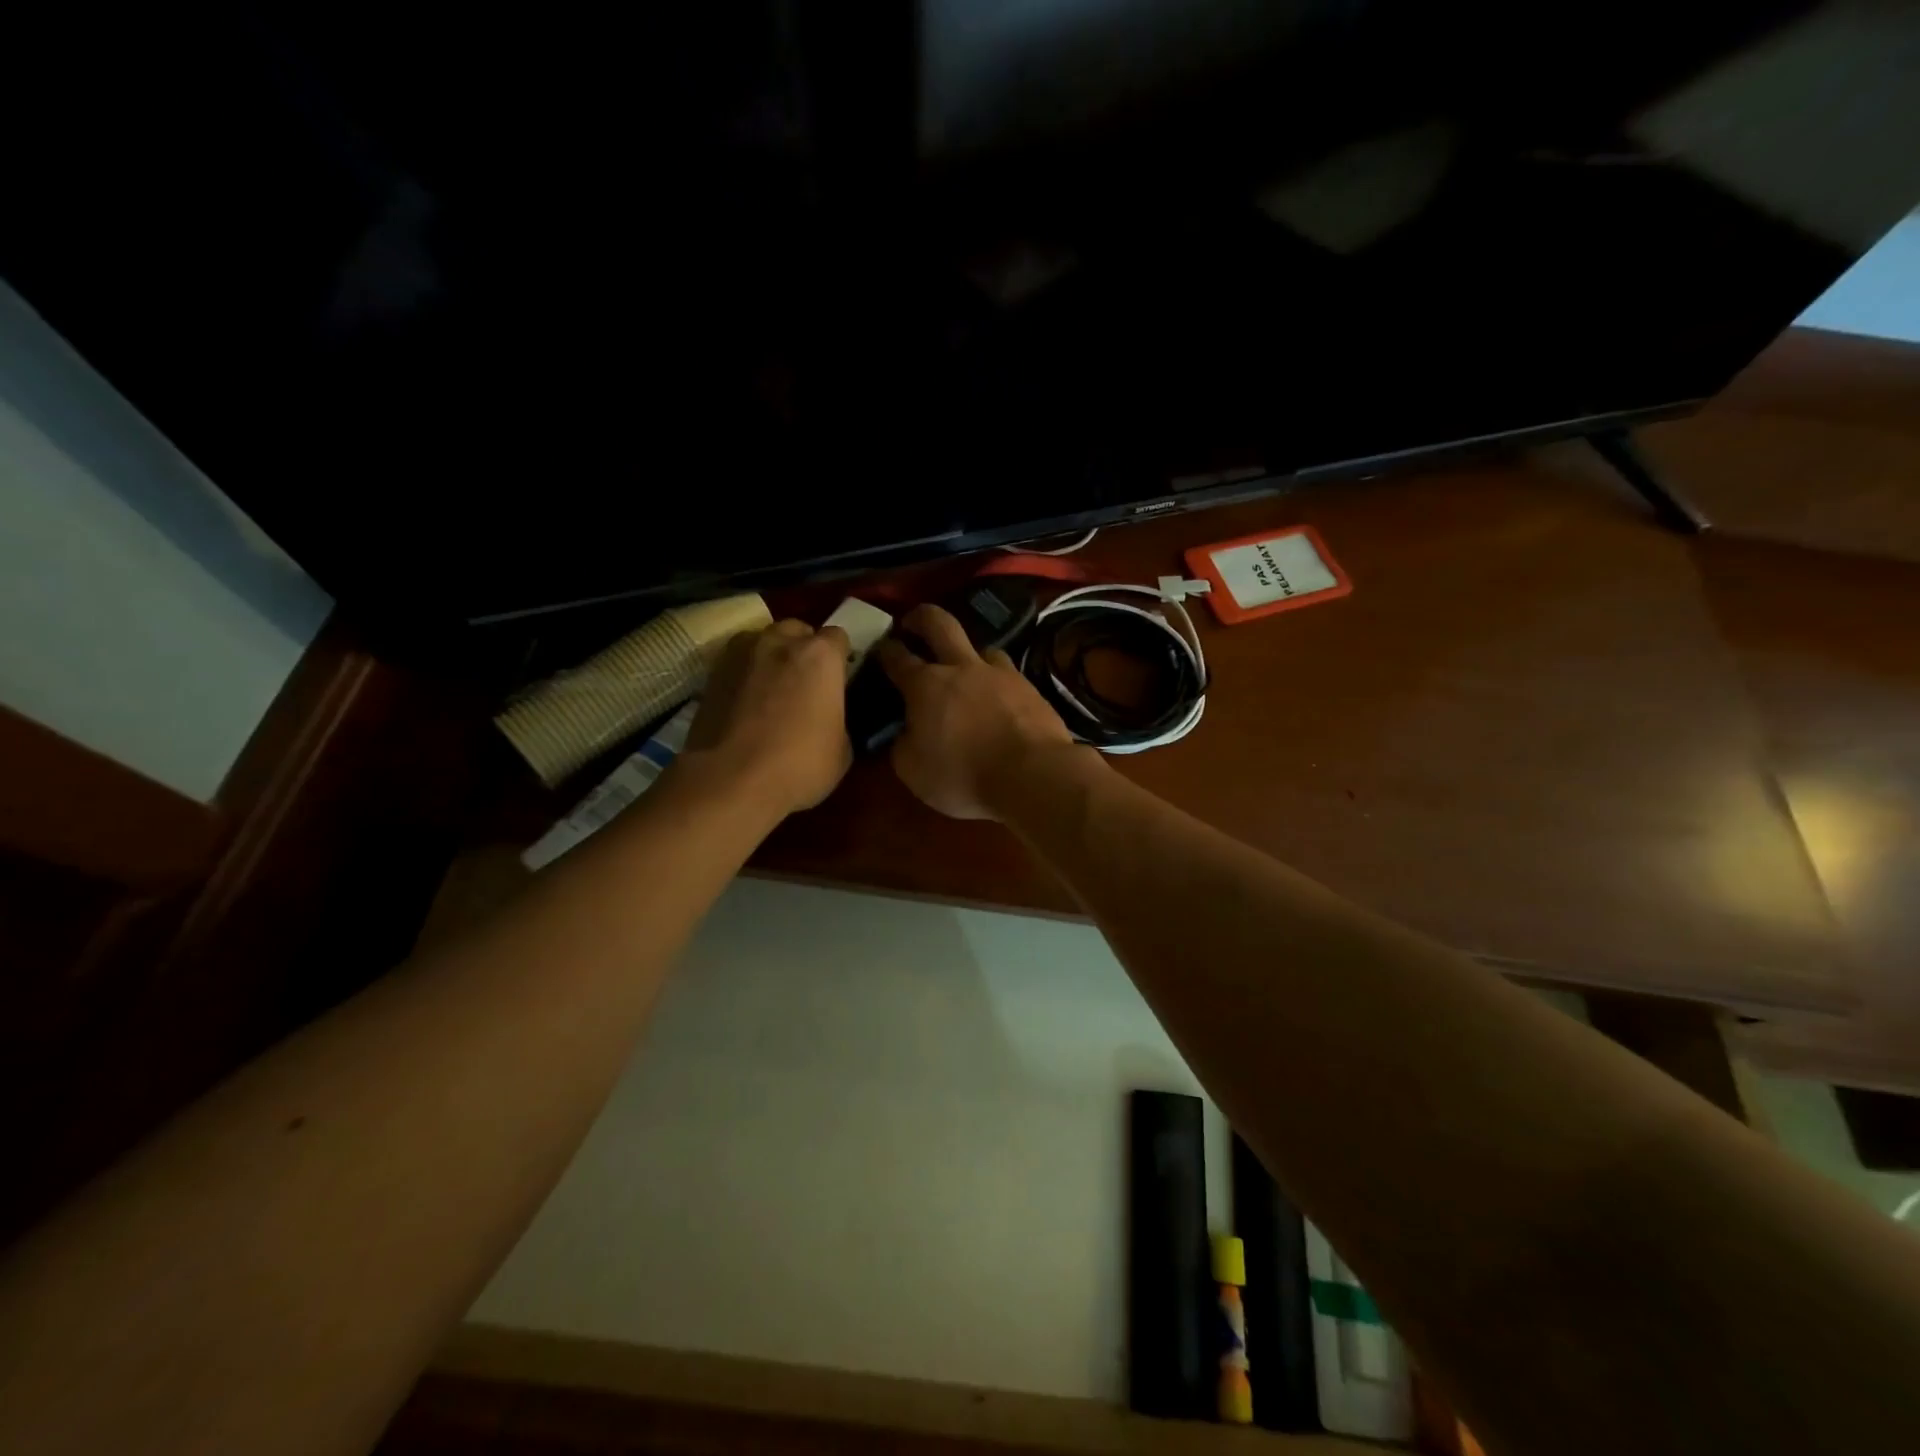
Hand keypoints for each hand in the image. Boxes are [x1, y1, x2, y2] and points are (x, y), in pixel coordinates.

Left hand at [684, 620, 852, 816]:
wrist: (730, 781)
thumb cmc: (799, 765)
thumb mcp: (841, 750)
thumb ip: (837, 719)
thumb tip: (827, 718)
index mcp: (820, 656)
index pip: (838, 638)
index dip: (840, 658)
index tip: (839, 679)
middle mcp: (780, 642)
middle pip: (797, 630)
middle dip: (804, 649)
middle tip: (806, 683)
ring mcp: (741, 653)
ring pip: (762, 641)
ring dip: (771, 657)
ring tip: (771, 690)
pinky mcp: (711, 673)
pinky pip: (737, 664)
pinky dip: (745, 676)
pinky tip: (746, 704)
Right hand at [875, 604, 1082, 820]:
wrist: (1032, 775)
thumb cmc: (963, 775)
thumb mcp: (914, 771)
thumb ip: (904, 745)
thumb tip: (906, 733)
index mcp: (926, 685)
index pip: (897, 657)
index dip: (885, 650)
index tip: (880, 647)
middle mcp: (962, 667)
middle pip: (940, 623)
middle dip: (922, 617)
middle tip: (913, 621)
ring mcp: (1001, 674)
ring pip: (982, 647)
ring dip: (969, 653)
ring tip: (967, 669)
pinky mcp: (1031, 688)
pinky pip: (1009, 675)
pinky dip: (999, 682)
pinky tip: (1000, 697)